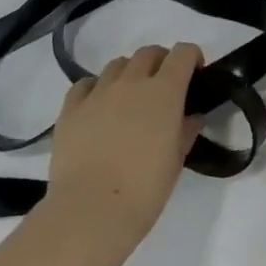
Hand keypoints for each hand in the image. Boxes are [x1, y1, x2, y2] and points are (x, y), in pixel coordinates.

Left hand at [42, 44, 201, 257]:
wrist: (91, 212)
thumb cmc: (145, 189)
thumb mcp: (176, 160)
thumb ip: (186, 131)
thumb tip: (191, 117)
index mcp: (164, 91)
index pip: (183, 53)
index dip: (192, 57)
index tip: (194, 74)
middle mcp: (131, 82)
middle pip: (149, 52)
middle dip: (161, 62)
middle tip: (163, 87)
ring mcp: (98, 92)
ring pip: (117, 65)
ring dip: (129, 73)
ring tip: (129, 98)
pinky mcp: (71, 108)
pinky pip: (86, 84)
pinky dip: (96, 88)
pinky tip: (98, 107)